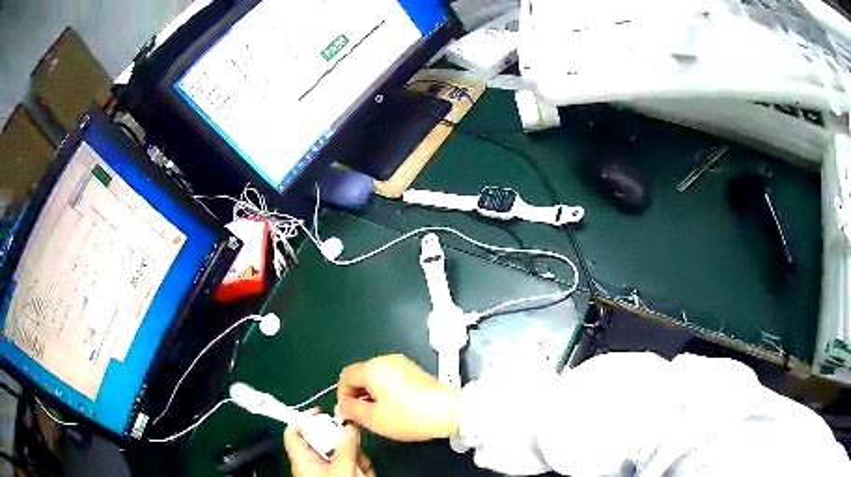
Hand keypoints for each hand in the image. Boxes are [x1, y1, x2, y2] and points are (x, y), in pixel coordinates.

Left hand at [283, 409, 373, 476]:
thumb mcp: (342, 467)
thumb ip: (346, 445)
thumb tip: (349, 423)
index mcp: (303, 459)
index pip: (293, 431)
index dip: (303, 419)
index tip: (321, 411)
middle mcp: (313, 463)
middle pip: (324, 442)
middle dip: (344, 443)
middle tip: (356, 446)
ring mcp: (327, 472)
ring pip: (341, 454)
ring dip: (357, 458)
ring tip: (364, 470)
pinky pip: (349, 466)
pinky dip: (360, 468)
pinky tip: (366, 474)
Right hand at [337, 354, 459, 441]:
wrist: (449, 411)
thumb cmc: (410, 416)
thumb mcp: (374, 419)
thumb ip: (351, 410)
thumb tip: (342, 406)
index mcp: (373, 368)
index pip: (345, 376)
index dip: (342, 395)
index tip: (348, 412)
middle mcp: (386, 360)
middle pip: (360, 375)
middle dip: (357, 395)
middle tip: (362, 415)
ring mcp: (402, 364)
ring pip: (375, 377)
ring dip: (371, 394)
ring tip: (379, 414)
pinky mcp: (414, 371)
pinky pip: (390, 378)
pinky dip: (385, 391)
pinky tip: (394, 408)